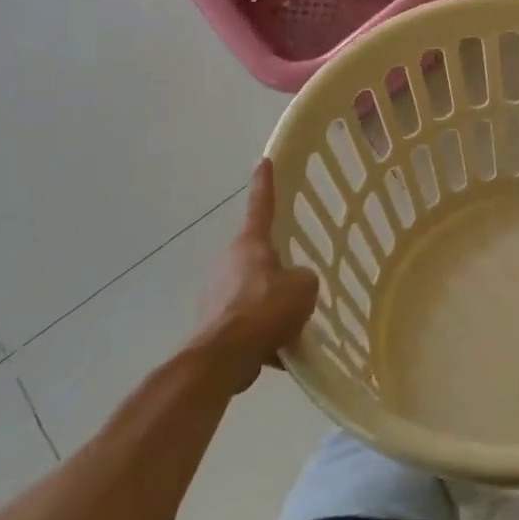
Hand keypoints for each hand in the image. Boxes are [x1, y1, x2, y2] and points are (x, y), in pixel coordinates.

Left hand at [196, 160, 319, 393]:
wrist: (222, 358)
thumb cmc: (265, 309)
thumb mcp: (304, 287)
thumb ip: (304, 278)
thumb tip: (295, 285)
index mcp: (251, 243)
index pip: (261, 204)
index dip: (265, 182)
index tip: (264, 161)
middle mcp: (229, 262)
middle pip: (257, 254)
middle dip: (276, 265)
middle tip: (297, 277)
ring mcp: (217, 293)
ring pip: (252, 291)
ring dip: (269, 303)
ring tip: (293, 324)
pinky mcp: (213, 324)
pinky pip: (246, 322)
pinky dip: (262, 334)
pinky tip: (281, 353)